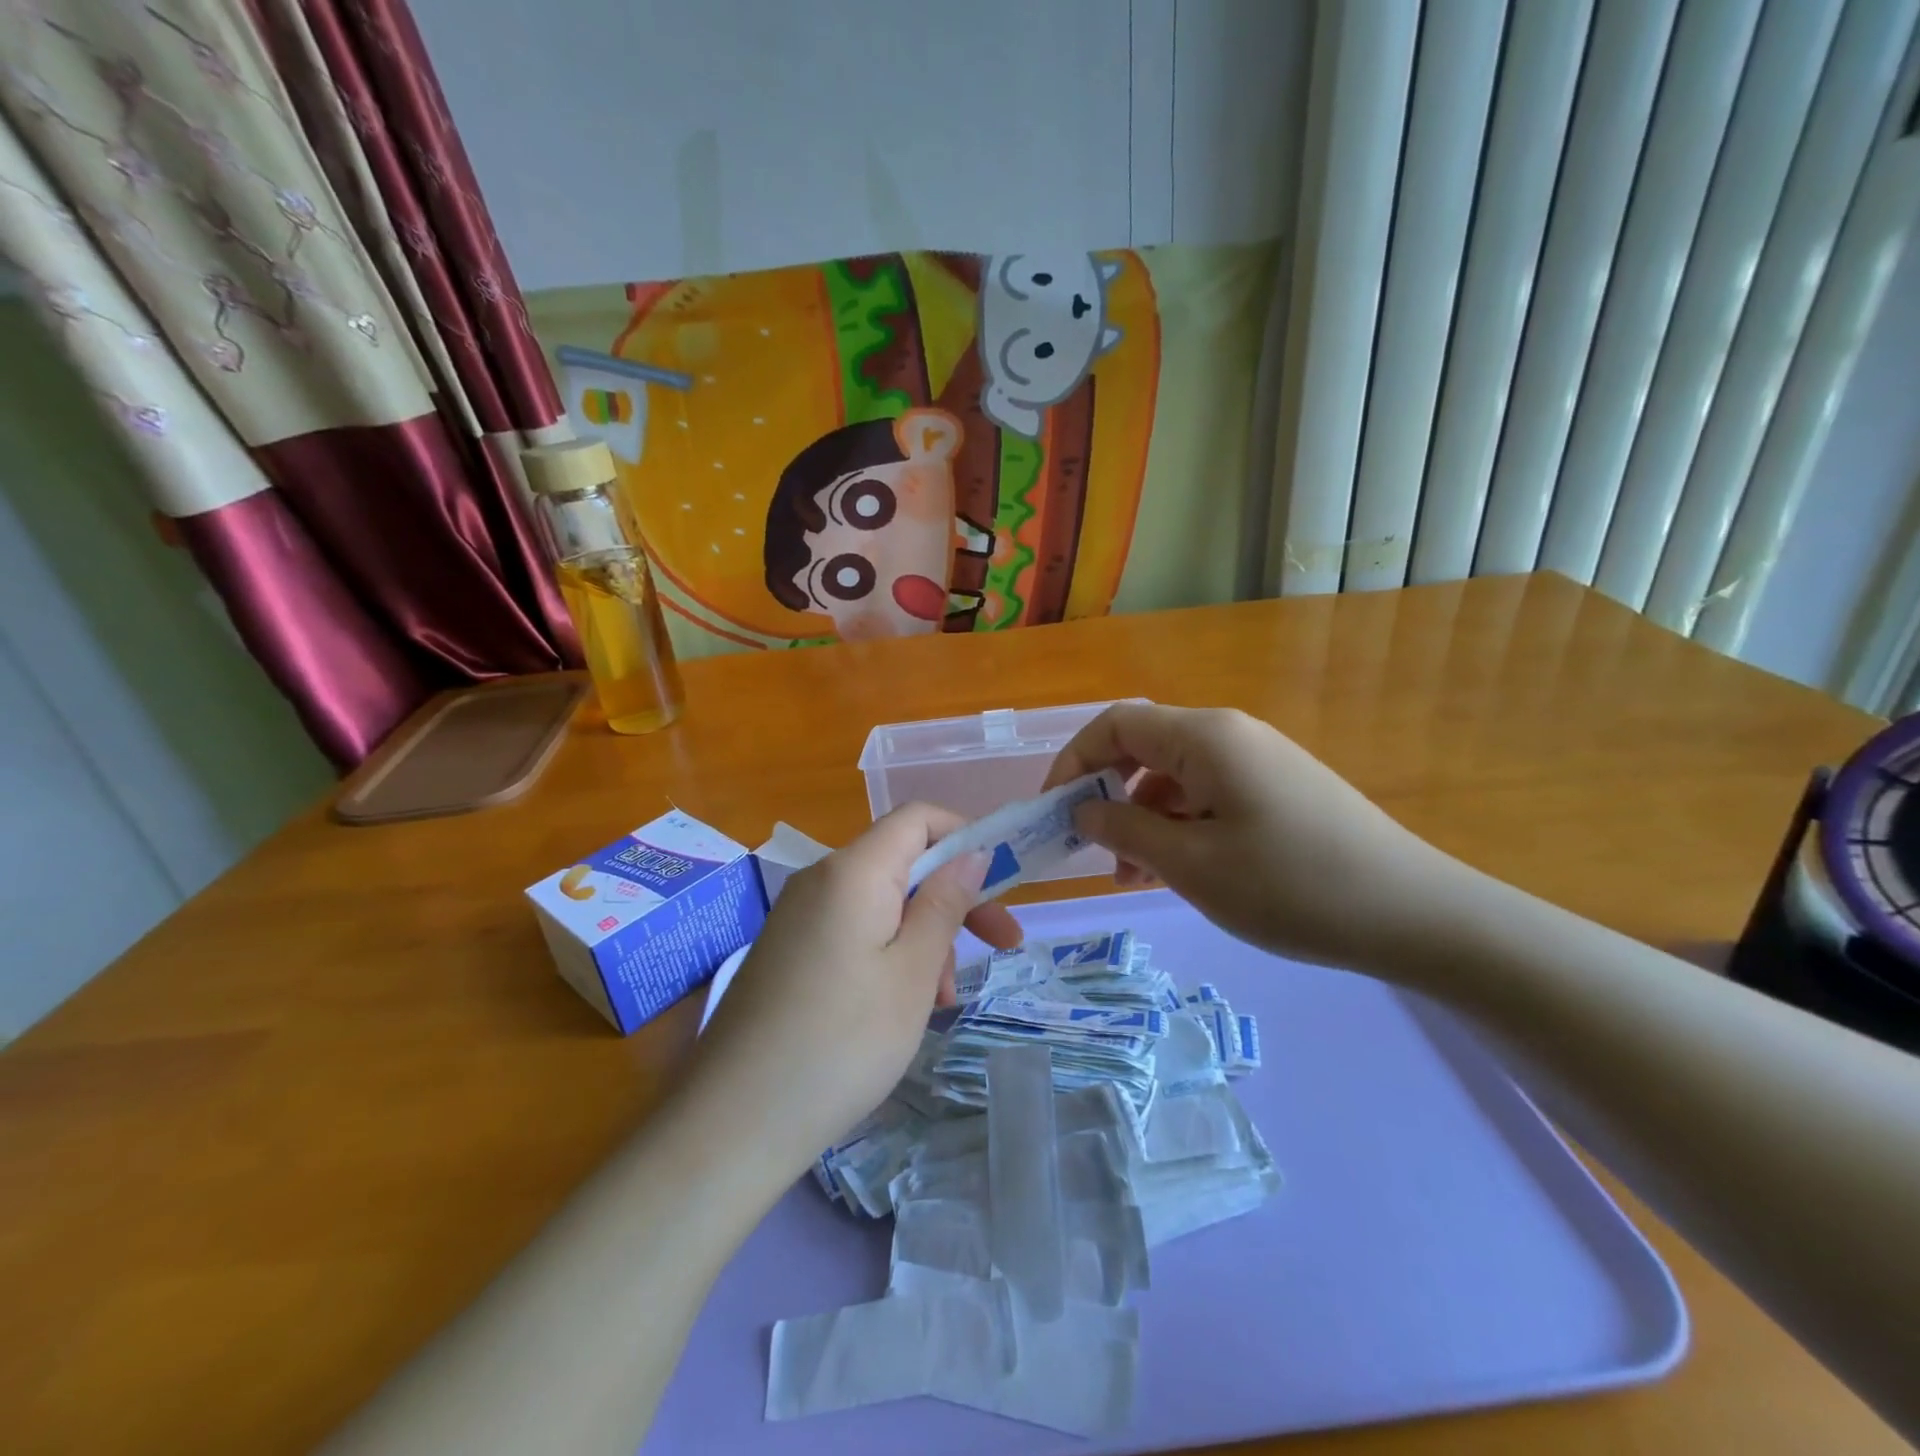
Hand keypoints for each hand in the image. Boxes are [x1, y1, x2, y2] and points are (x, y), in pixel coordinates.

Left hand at [683, 804, 1021, 1185]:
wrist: (732, 1122)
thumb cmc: (842, 1043)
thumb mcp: (912, 973)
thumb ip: (945, 903)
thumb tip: (972, 852)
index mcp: (852, 871)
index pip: (918, 817)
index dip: (966, 836)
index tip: (1003, 884)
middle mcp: (820, 879)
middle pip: (902, 861)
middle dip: (954, 895)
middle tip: (1001, 946)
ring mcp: (798, 915)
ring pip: (881, 901)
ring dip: (924, 934)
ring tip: (943, 1000)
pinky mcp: (787, 950)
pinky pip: (852, 929)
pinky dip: (889, 952)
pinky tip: (902, 1006)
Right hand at [1043, 702, 1469, 973]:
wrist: (1414, 914)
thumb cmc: (1290, 886)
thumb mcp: (1192, 864)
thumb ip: (1125, 829)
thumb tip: (1082, 808)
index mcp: (1204, 737)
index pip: (1115, 724)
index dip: (1073, 761)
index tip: (1053, 812)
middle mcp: (1228, 735)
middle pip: (1143, 748)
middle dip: (1107, 795)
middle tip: (1093, 852)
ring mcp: (1257, 761)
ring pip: (1174, 777)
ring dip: (1142, 819)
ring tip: (1134, 877)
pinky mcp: (1276, 789)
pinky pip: (1207, 795)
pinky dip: (1178, 827)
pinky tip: (1176, 872)